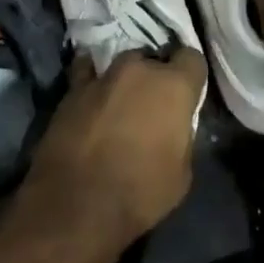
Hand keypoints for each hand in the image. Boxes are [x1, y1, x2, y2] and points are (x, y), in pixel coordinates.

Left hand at [20, 49, 205, 248]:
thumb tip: (173, 127)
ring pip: (121, 65)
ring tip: (120, 103)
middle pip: (153, 60)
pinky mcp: (72, 88)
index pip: (192, 59)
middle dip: (155, 77)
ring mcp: (102, 75)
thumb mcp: (182, 172)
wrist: (77, 203)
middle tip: (151, 104)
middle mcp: (139, 70)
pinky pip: (87, 73)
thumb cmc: (140, 192)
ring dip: (124, 80)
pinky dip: (92, 80)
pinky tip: (91, 94)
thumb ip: (181, 136)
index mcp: (173, 86)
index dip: (190, 77)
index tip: (187, 94)